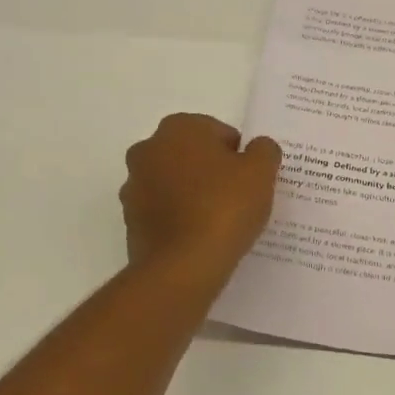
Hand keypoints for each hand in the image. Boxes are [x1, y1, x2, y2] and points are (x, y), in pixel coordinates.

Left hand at [120, 114, 281, 286]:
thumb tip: (258, 147)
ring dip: (195, 195)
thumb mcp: (261, 172)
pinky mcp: (131, 220)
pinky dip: (181, 218)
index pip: (220, 133)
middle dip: (214, 172)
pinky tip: (202, 237)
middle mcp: (148, 149)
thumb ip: (264, 150)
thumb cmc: (224, 207)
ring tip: (221, 222)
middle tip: (239, 199)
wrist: (183, 266)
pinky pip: (165, 211)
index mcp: (178, 128)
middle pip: (194, 156)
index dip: (240, 157)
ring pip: (176, 183)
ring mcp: (134, 186)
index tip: (251, 181)